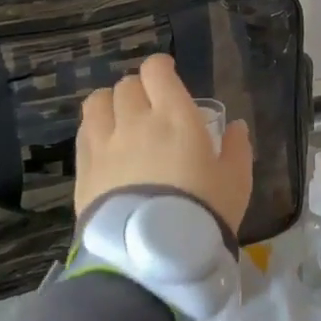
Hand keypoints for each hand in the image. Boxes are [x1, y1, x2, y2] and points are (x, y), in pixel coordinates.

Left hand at [72, 55, 254, 233]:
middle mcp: (136, 121)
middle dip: (139, 88)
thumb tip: (235, 126)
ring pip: (97, 102)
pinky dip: (95, 128)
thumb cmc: (204, 210)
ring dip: (110, 102)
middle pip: (127, 85)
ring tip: (120, 116)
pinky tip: (105, 142)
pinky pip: (84, 132)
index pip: (157, 72)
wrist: (154, 253)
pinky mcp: (85, 169)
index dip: (161, 67)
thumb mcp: (236, 180)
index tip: (168, 74)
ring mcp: (105, 144)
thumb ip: (236, 148)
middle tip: (150, 103)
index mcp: (176, 116)